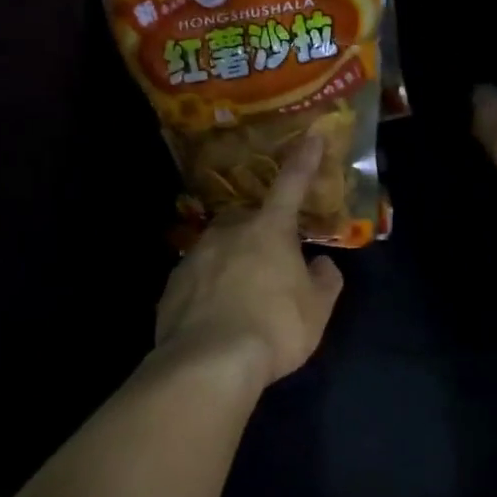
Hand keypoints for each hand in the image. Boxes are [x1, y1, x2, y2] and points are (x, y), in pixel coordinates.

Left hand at [153, 135, 345, 384]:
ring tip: (242, 299)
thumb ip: (325, 281)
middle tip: (271, 265)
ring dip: (232, 263)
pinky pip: (198, 279)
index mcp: (268, 231)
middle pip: (247, 221)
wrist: (209, 362)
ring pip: (218, 249)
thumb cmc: (275, 328)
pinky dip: (209, 290)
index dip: (304, 161)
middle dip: (260, 233)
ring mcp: (194, 257)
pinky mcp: (171, 286)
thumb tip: (322, 264)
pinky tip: (216, 318)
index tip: (311, 135)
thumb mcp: (317, 310)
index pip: (291, 187)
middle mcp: (227, 233)